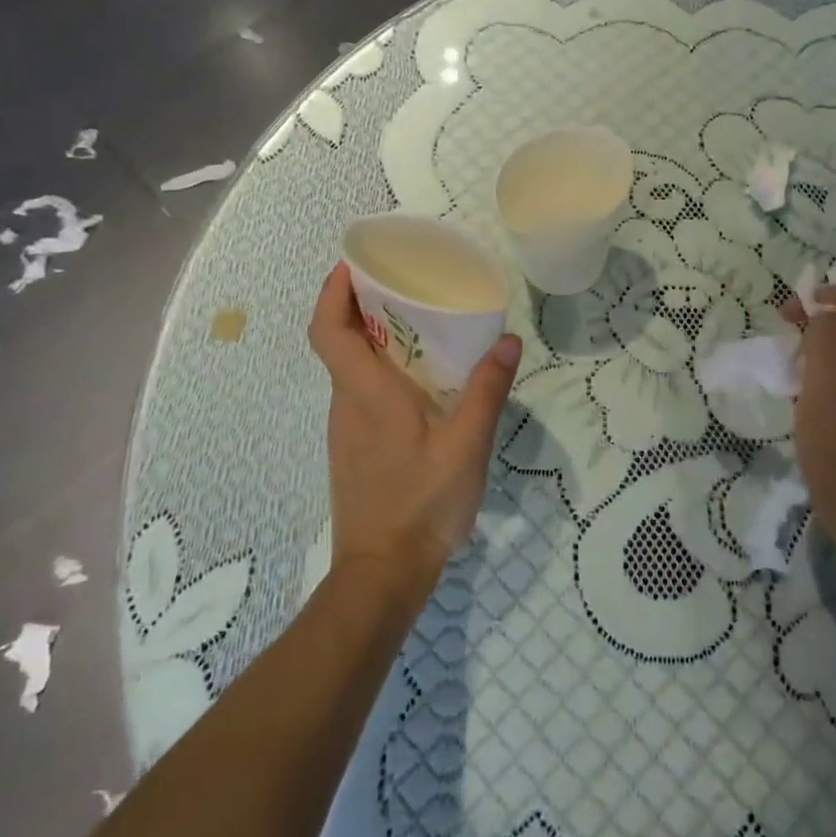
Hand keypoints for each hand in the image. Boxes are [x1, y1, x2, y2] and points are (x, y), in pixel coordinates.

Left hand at [308, 264, 522, 584]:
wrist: (383, 572)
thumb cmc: (421, 503)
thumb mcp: (467, 445)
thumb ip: (487, 391)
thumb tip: (507, 339)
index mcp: (366, 394)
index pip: (328, 330)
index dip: (332, 292)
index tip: (352, 264)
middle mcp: (346, 405)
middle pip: (337, 342)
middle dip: (358, 305)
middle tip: (402, 284)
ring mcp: (346, 430)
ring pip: (349, 369)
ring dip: (370, 338)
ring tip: (417, 324)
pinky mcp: (354, 450)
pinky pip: (359, 393)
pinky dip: (378, 370)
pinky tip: (420, 382)